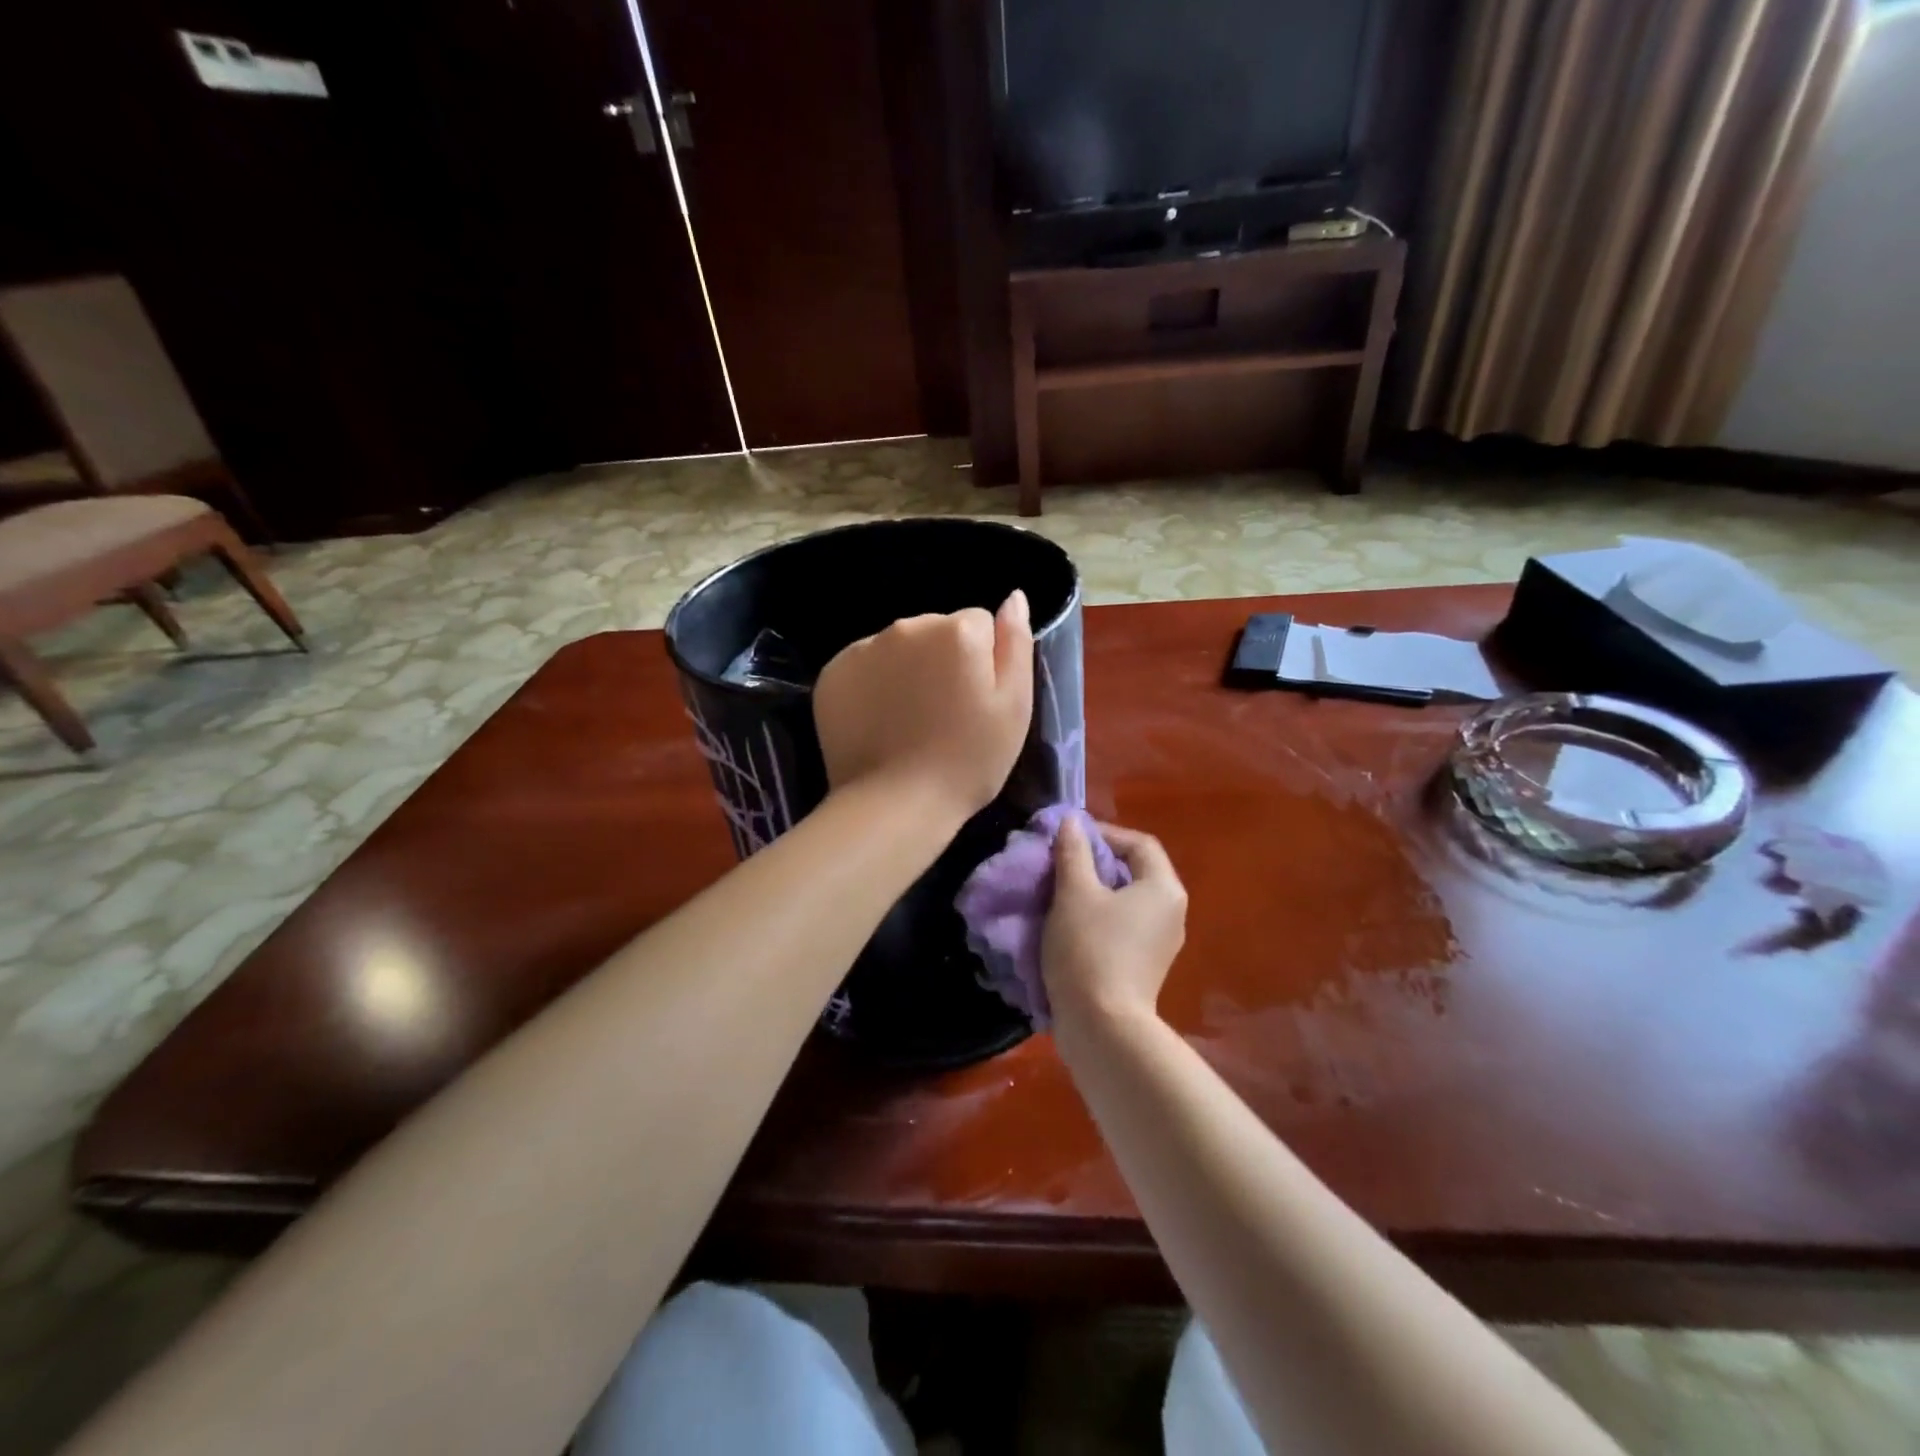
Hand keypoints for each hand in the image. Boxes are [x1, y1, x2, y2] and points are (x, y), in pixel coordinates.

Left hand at [813, 592, 1033, 822]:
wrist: (896, 804)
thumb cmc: (968, 760)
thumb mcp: (1015, 706)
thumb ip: (1015, 643)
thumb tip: (1014, 596)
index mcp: (956, 631)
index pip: (978, 624)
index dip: (983, 662)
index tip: (976, 700)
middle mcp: (906, 626)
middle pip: (936, 631)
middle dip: (943, 660)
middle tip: (945, 713)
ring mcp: (863, 648)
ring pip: (899, 647)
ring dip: (908, 670)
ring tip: (911, 720)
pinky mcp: (833, 673)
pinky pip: (865, 665)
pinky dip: (874, 684)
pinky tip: (881, 721)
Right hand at [1043, 817, 1187, 1033]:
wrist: (1102, 1028)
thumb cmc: (1090, 949)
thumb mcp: (1075, 893)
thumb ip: (1073, 852)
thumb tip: (1071, 823)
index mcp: (1163, 889)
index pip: (1138, 843)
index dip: (1102, 833)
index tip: (1066, 839)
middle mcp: (1171, 913)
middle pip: (1132, 871)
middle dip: (1093, 862)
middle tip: (1058, 864)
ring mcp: (1159, 943)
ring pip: (1124, 901)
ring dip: (1091, 891)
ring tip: (1056, 892)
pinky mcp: (1144, 967)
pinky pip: (1122, 927)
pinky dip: (1096, 918)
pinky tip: (1067, 925)